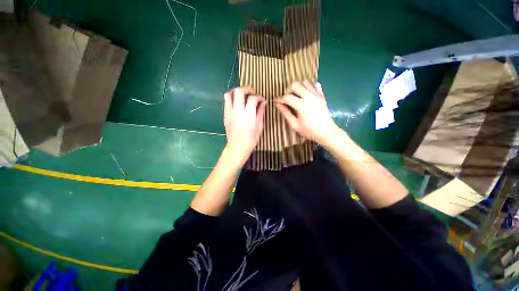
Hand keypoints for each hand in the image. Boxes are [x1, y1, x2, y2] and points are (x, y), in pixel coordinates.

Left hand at [224, 86, 266, 166]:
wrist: (237, 147)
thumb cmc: (251, 139)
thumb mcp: (259, 126)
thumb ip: (260, 112)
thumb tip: (263, 102)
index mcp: (248, 114)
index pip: (252, 98)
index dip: (258, 97)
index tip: (262, 100)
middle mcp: (237, 111)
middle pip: (239, 91)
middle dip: (246, 89)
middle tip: (252, 93)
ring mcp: (229, 113)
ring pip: (228, 94)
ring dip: (236, 92)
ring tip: (243, 96)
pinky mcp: (225, 116)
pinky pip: (226, 102)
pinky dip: (232, 99)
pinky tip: (237, 104)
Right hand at [275, 81, 338, 145]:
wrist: (326, 132)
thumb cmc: (309, 130)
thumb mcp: (295, 125)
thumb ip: (286, 113)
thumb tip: (278, 105)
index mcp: (301, 105)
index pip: (287, 97)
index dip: (280, 99)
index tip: (276, 102)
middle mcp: (309, 97)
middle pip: (295, 85)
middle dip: (288, 91)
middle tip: (287, 99)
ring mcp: (316, 95)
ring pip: (305, 82)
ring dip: (298, 88)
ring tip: (296, 96)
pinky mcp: (322, 95)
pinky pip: (315, 84)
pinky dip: (309, 87)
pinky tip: (307, 94)